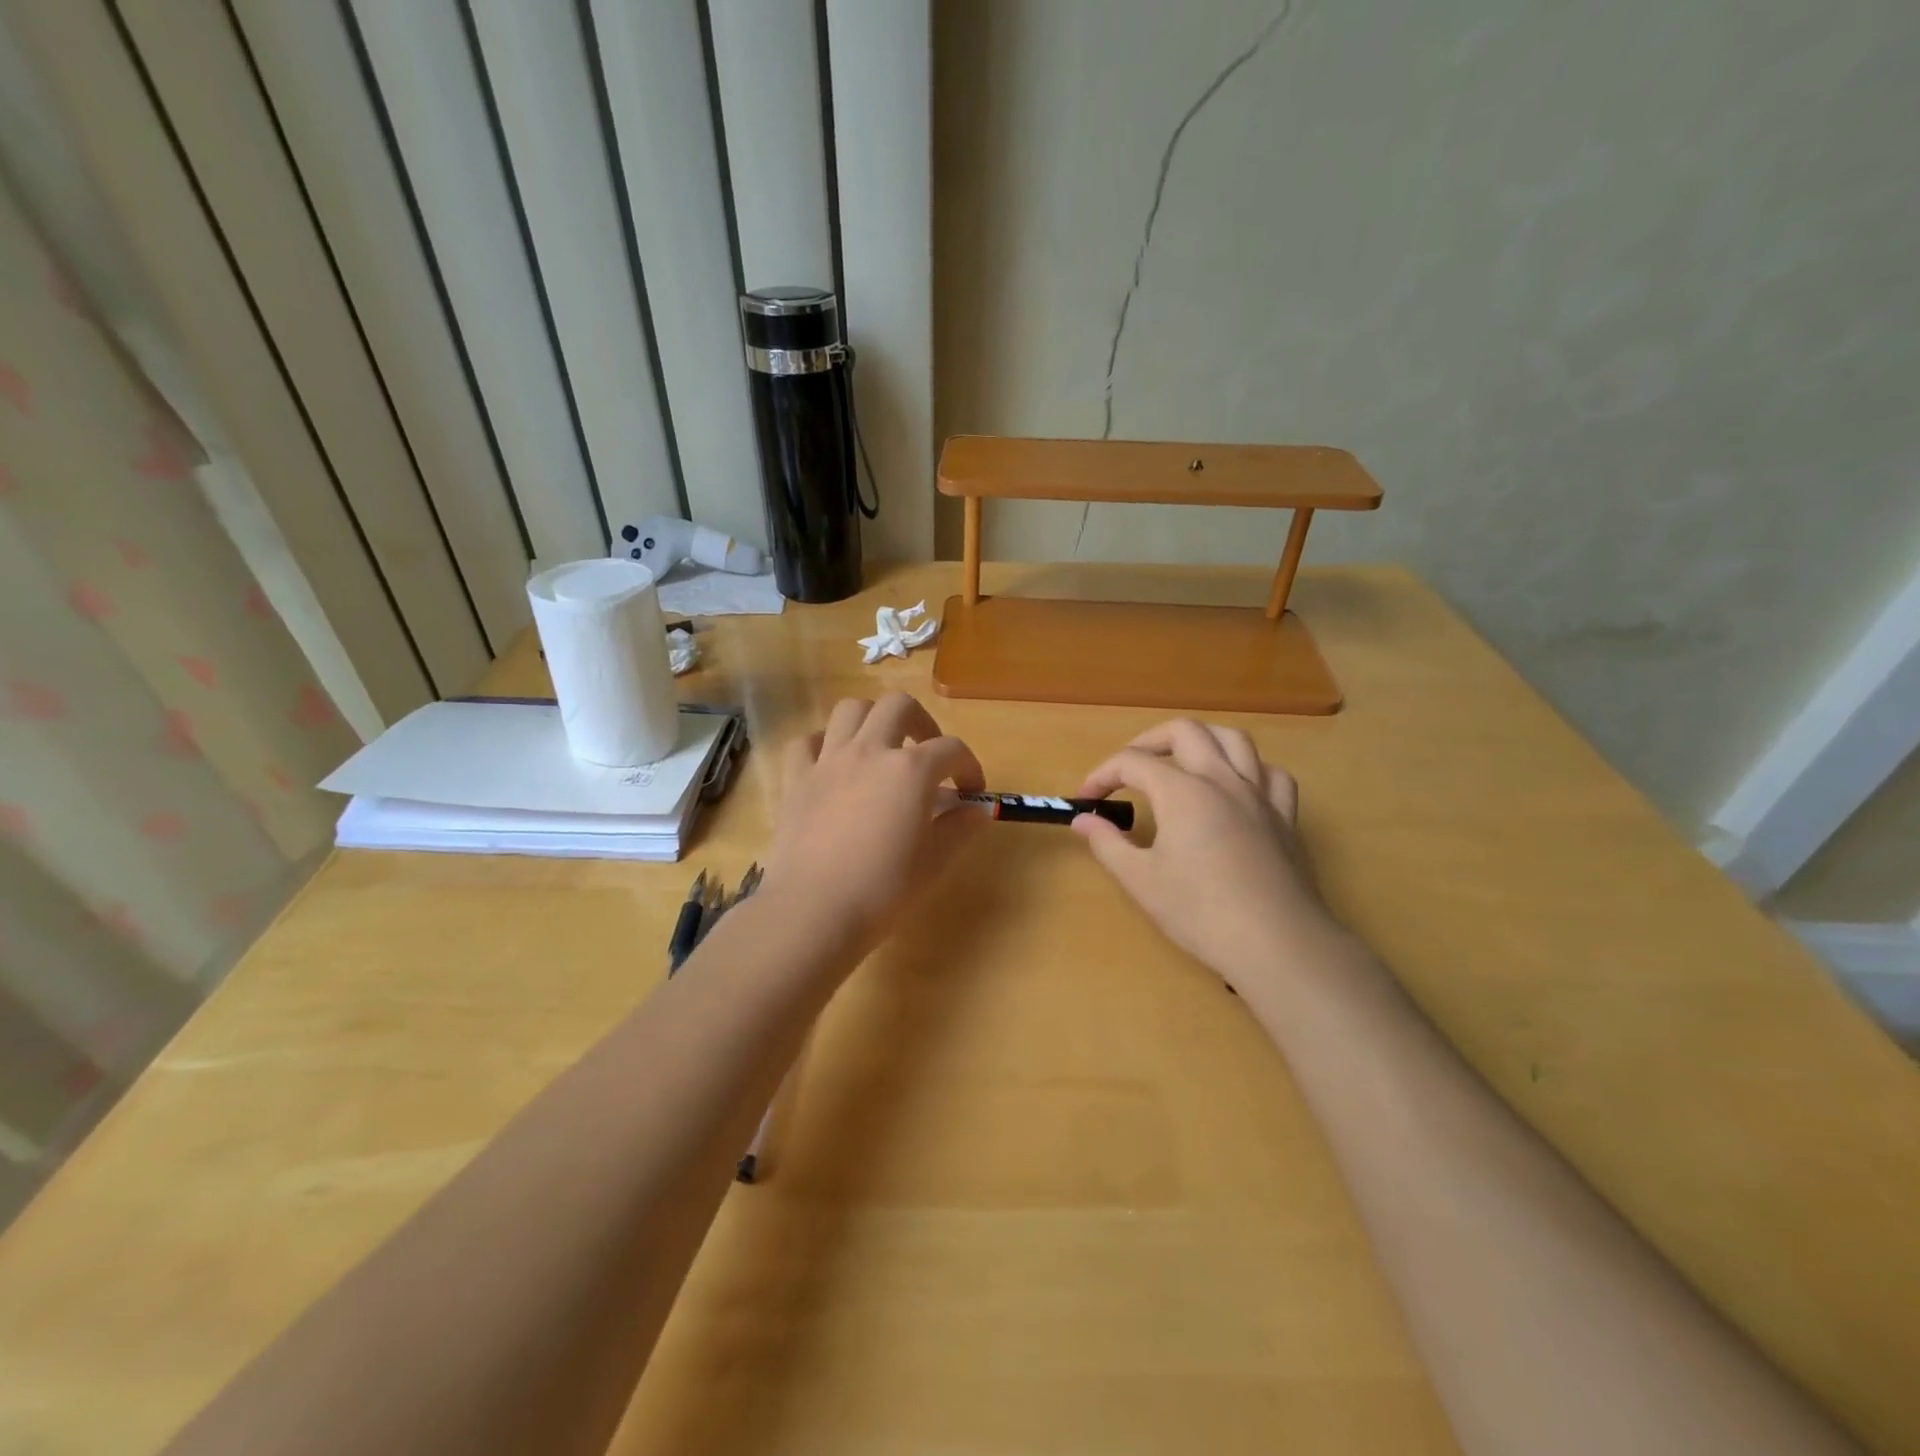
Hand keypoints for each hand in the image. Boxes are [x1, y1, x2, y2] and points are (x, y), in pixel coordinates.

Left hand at [762, 693, 986, 952]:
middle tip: (926, 754)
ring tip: (880, 749)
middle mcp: (869, 751)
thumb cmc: (883, 890)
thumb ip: (959, 828)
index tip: (971, 792)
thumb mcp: (934, 861)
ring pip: (850, 709)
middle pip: (898, 706)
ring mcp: (828, 761)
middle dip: (921, 722)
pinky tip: (833, 765)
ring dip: (872, 720)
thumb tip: (979, 810)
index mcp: (910, 770)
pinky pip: (807, 743)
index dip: (969, 766)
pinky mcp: (796, 779)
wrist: (814, 910)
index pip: (951, 749)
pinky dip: (824, 745)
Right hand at [1073, 720, 1340, 982]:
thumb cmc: (1200, 912)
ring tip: (1182, 760)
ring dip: (1201, 740)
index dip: (1102, 775)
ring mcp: (1259, 794)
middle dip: (1148, 742)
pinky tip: (1236, 787)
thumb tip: (1082, 820)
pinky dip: (1249, 769)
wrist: (1276, 943)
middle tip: (1129, 770)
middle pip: (1184, 731)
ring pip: (1233, 739)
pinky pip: (1270, 773)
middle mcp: (1221, 779)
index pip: (1132, 762)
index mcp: (1182, 791)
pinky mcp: (1285, 816)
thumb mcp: (1140, 880)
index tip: (1086, 800)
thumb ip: (1107, 843)